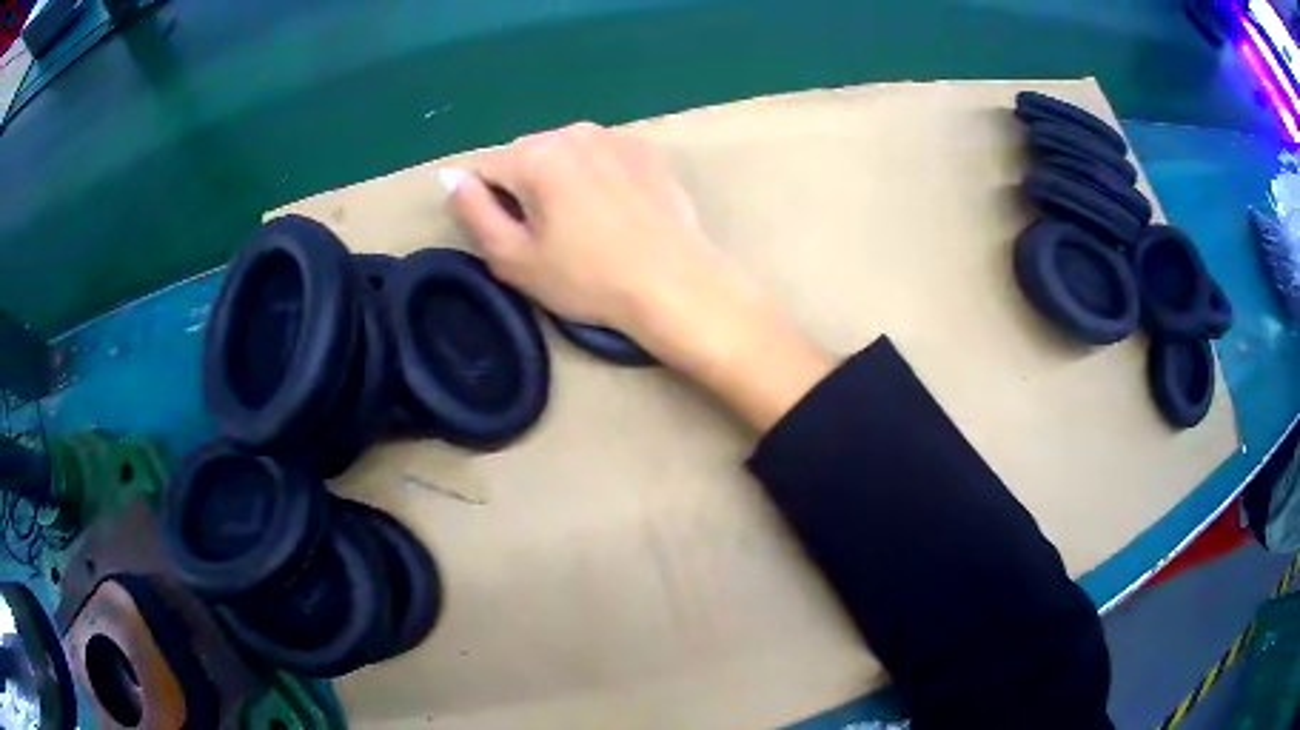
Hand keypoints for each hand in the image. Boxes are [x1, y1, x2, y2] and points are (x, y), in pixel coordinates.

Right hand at [444, 123, 833, 430]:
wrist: (675, 283)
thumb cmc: (588, 279)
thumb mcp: (513, 258)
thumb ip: (472, 211)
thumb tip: (449, 177)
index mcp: (534, 155)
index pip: (484, 170)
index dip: (489, 207)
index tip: (515, 238)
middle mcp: (572, 131)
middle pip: (525, 157)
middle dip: (526, 189)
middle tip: (552, 237)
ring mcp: (614, 136)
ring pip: (564, 154)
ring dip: (562, 180)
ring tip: (587, 225)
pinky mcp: (646, 149)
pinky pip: (601, 156)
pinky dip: (597, 176)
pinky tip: (617, 210)